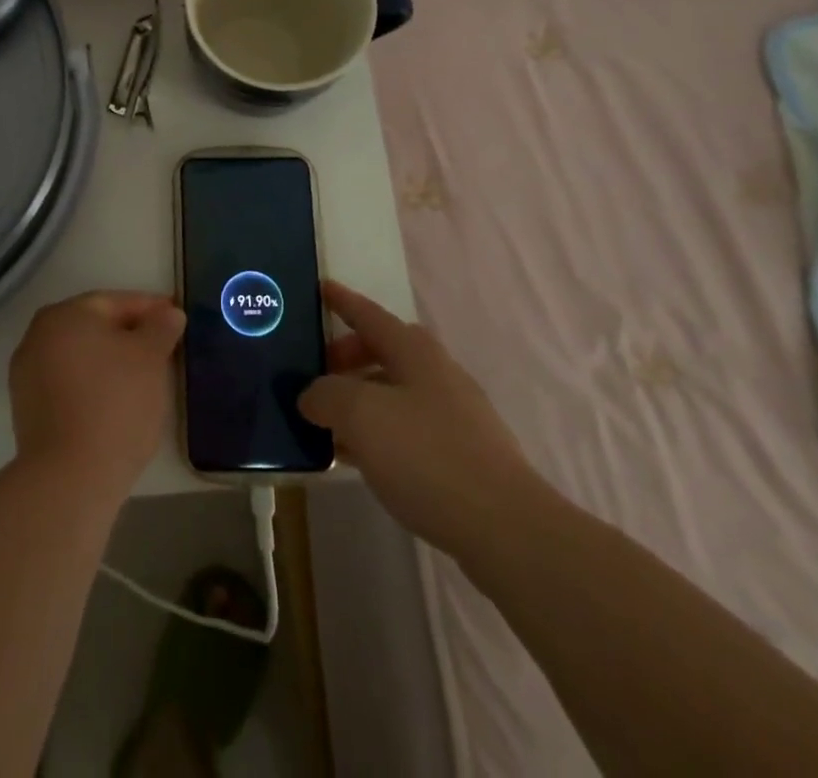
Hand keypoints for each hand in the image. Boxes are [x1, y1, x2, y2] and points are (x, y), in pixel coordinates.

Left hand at [8, 292, 183, 503]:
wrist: (69, 477)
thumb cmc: (115, 403)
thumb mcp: (150, 358)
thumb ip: (160, 327)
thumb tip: (168, 312)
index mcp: (65, 314)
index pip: (115, 301)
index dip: (150, 308)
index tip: (176, 317)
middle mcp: (38, 335)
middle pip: (94, 327)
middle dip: (129, 333)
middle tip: (162, 346)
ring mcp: (28, 373)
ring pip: (80, 356)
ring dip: (110, 360)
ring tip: (144, 376)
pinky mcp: (27, 408)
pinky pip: (69, 383)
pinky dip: (92, 384)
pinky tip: (116, 401)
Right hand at [299, 282, 539, 553]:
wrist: (505, 528)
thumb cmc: (426, 454)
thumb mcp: (360, 415)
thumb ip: (326, 395)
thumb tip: (312, 396)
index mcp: (415, 352)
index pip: (370, 315)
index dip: (342, 301)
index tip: (320, 288)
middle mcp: (437, 374)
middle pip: (384, 352)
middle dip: (347, 358)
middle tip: (315, 375)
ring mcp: (455, 416)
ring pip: (395, 394)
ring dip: (360, 400)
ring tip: (327, 424)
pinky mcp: (462, 456)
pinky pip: (407, 430)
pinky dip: (378, 433)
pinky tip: (358, 459)